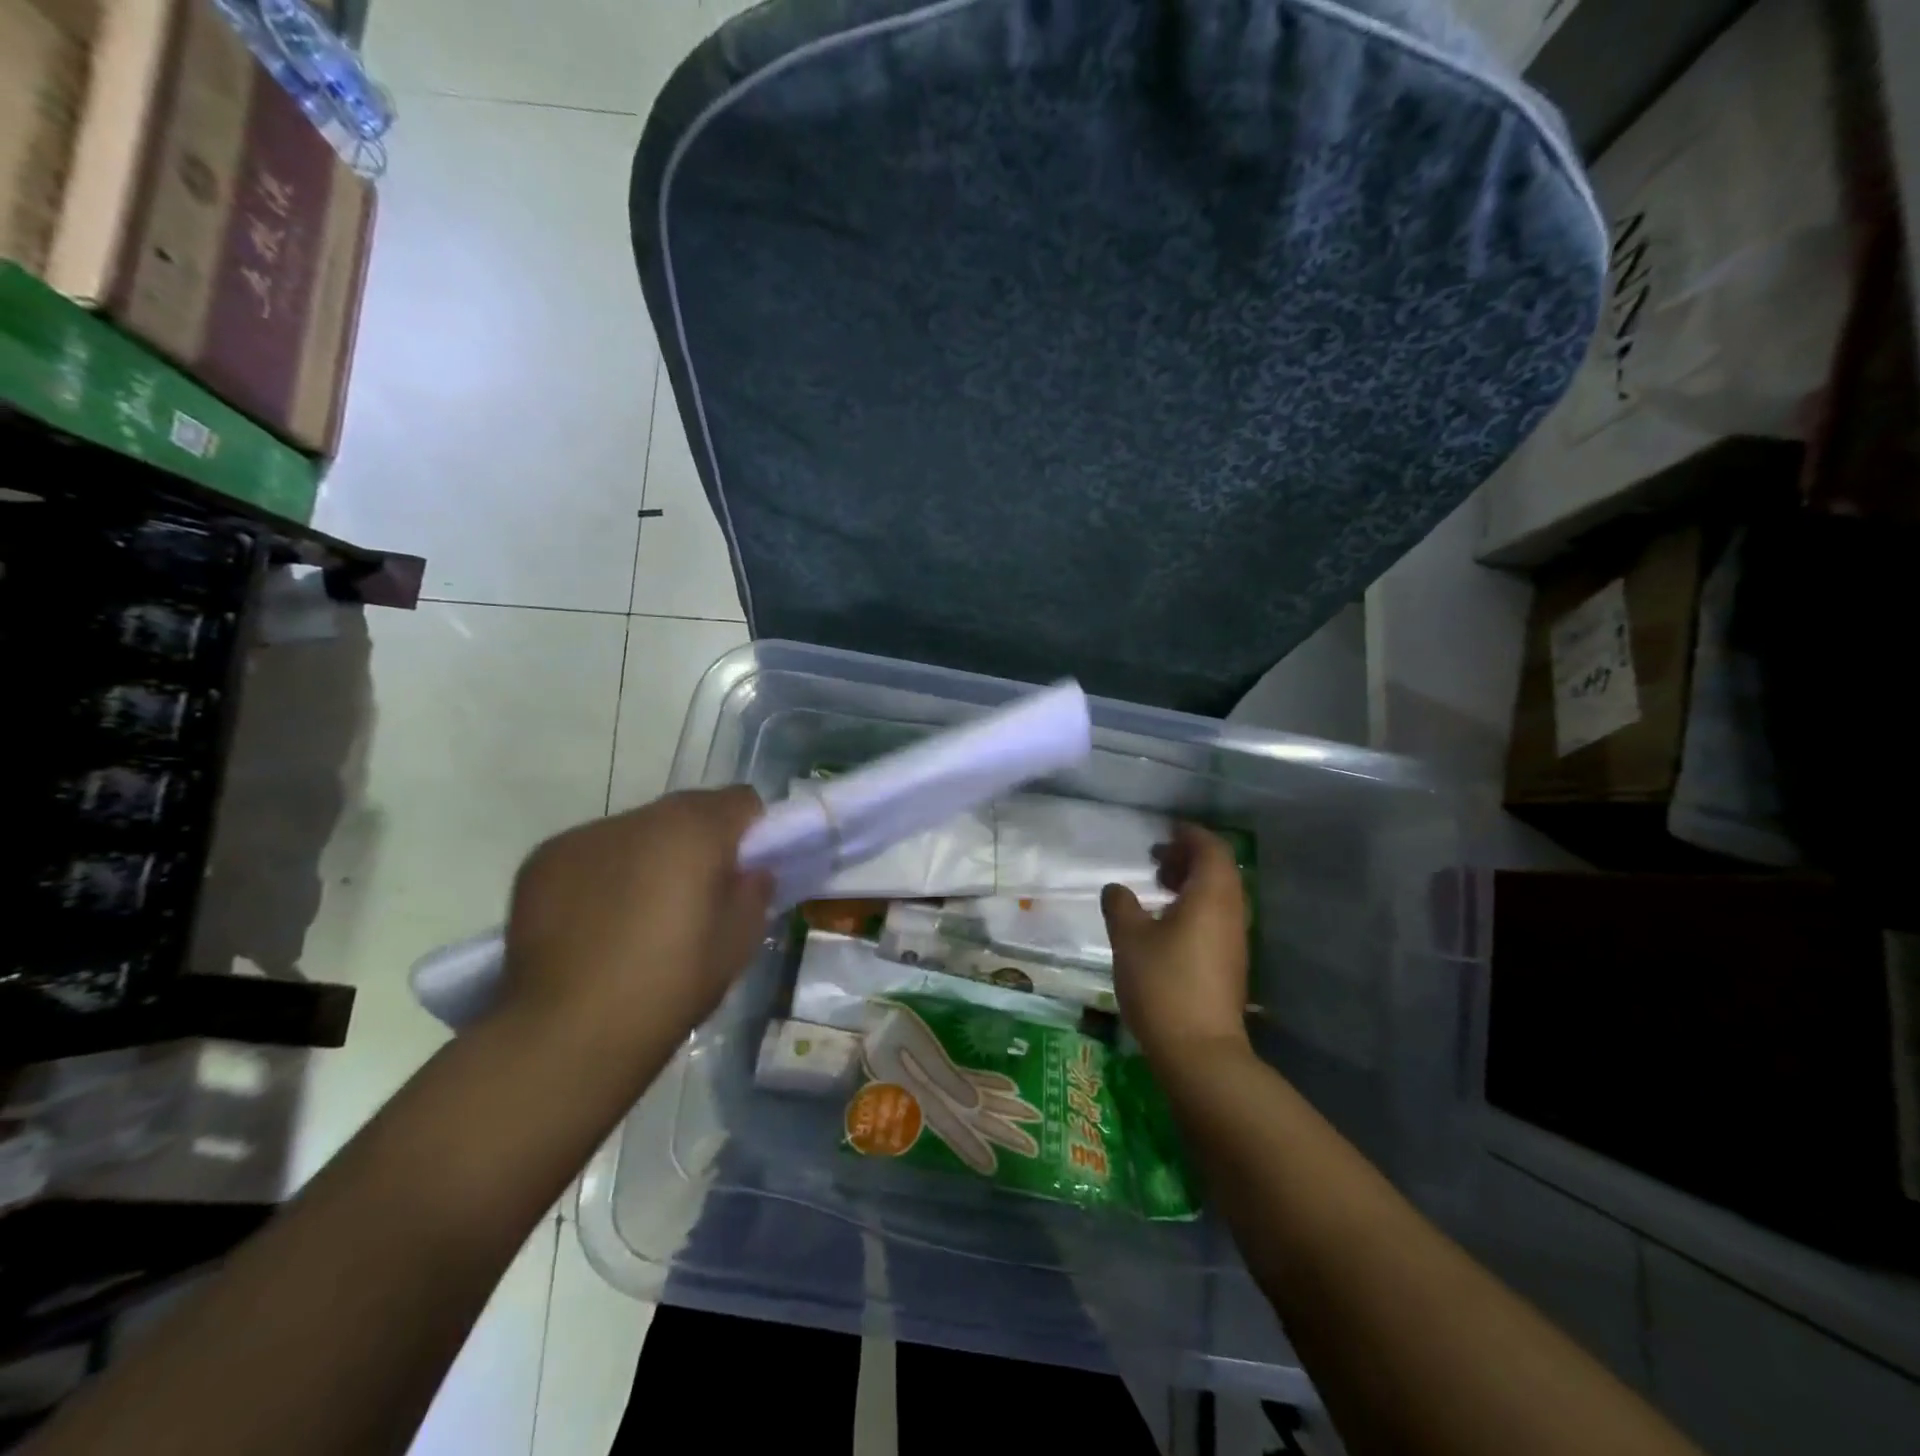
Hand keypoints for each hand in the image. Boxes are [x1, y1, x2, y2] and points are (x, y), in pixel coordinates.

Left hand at [499, 787, 773, 1053]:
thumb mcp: (737, 945)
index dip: (751, 832)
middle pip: (686, 811)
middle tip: (694, 896)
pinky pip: (591, 853)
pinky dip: (602, 875)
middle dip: (698, 842)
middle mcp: (640, 818)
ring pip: (636, 832)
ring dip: (648, 857)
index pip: (740, 800)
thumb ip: (754, 893)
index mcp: (694, 830)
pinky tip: (594, 924)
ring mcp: (584, 836)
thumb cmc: (668, 986)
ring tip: (636, 915)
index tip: (744, 871)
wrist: (566, 1034)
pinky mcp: (542, 860)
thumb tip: (750, 872)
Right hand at [1101, 823, 1250, 1069]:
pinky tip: (1167, 924)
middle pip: (1219, 869)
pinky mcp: (1231, 962)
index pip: (1211, 849)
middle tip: (1156, 859)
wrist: (1200, 1050)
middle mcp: (1231, 911)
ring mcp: (1234, 939)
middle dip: (1188, 857)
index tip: (1165, 831)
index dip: (1189, 834)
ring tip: (1158, 888)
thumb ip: (1121, 905)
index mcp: (1211, 896)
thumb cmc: (1163, 983)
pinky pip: (1217, 916)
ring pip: (1219, 894)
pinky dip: (1195, 905)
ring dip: (1191, 882)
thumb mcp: (1129, 938)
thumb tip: (1117, 889)